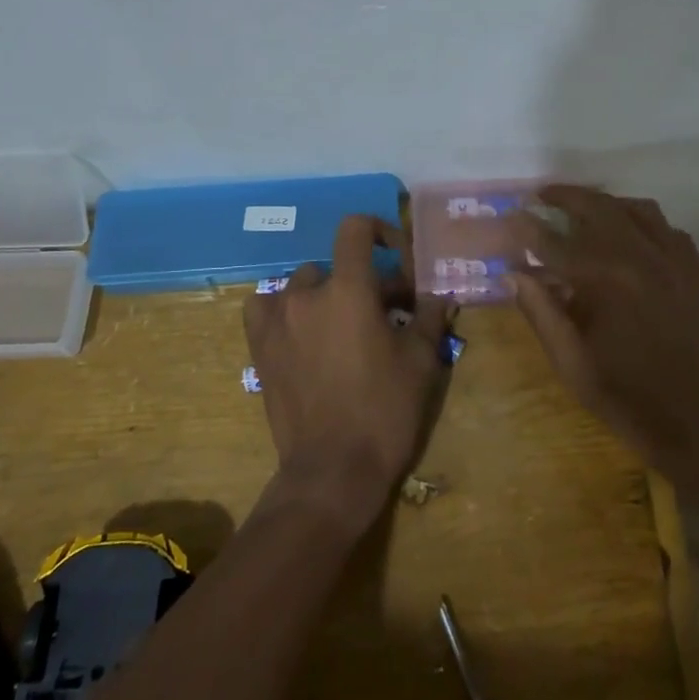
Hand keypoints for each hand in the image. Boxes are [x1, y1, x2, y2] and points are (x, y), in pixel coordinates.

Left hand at [242, 215, 450, 528]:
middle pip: (337, 266)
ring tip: (343, 326)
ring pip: (303, 285)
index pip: (355, 229)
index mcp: (348, 289)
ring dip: (326, 295)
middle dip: (365, 282)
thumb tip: (439, 295)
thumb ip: (430, 317)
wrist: (332, 471)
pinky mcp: (259, 347)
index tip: (397, 258)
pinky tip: (300, 331)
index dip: (379, 231)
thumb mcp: (421, 361)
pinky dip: (283, 309)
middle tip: (387, 314)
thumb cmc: (384, 410)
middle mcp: (306, 294)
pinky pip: (265, 308)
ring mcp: (276, 320)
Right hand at [510, 186, 698, 480]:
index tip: (509, 216)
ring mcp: (674, 260)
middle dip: (565, 196)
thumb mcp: (571, 362)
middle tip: (543, 194)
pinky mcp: (696, 271)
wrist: (698, 423)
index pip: (553, 241)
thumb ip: (541, 312)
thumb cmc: (626, 396)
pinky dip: (645, 224)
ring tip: (587, 210)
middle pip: (597, 206)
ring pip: (637, 209)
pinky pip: (669, 229)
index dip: (526, 227)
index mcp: (603, 279)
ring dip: (607, 203)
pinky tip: (634, 238)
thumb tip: (513, 273)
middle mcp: (639, 257)